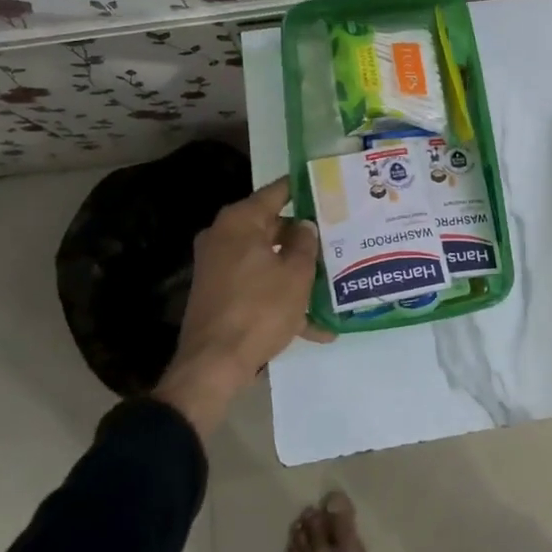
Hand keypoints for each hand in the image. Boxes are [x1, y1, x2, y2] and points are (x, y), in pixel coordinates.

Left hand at [154, 177, 320, 437]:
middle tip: (338, 237)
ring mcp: (218, 266)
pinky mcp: (219, 294)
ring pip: (267, 259)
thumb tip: (305, 226)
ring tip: (333, 281)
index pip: (278, 191)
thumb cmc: (259, 309)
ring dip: (296, 271)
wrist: (213, 366)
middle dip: (304, 237)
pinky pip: (256, 285)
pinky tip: (314, 327)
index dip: (304, 188)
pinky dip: (280, 298)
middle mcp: (224, 236)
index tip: (328, 185)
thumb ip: (306, 243)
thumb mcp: (296, 274)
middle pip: (272, 226)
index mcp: (240, 221)